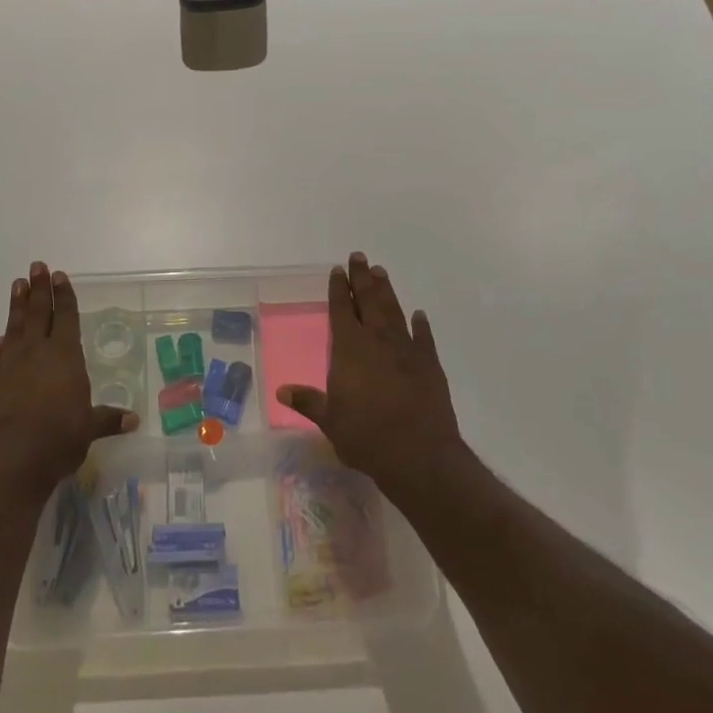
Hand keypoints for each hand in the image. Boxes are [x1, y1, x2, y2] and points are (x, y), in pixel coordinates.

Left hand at [0, 262, 136, 495]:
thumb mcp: (88, 429)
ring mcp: (11, 366)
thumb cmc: (58, 439)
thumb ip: (107, 419)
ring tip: (17, 284)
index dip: (64, 296)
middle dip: (38, 289)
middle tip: (36, 266)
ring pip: (15, 326)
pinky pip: (0, 354)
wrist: (8, 461)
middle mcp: (37, 352)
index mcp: (65, 356)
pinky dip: (3, 343)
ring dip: (17, 305)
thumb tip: (133, 419)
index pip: (66, 317)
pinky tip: (2, 338)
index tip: (59, 276)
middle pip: (38, 312)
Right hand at [276, 253, 462, 496]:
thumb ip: (308, 402)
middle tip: (359, 256)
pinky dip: (421, 324)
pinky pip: (424, 337)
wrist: (420, 456)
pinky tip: (419, 314)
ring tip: (381, 272)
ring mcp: (406, 350)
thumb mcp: (330, 422)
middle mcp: (377, 341)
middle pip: (368, 300)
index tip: (338, 270)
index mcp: (349, 349)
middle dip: (362, 278)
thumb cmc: (367, 437)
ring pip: (394, 311)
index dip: (338, 289)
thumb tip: (282, 390)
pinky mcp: (430, 364)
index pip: (341, 310)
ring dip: (386, 291)